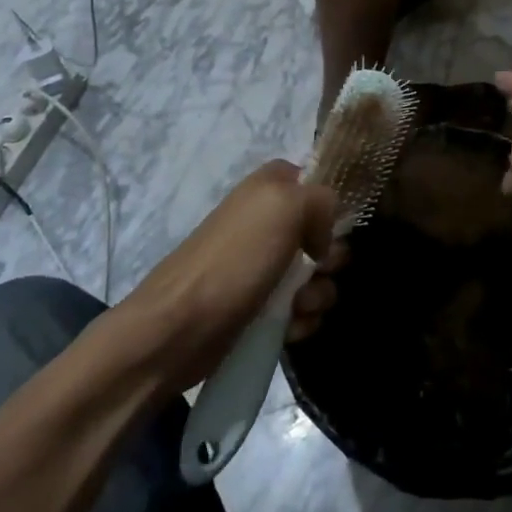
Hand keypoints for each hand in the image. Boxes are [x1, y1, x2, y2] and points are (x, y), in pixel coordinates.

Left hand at [121, 162, 342, 392]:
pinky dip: (301, 319)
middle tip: (318, 271)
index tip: (331, 229)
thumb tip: (324, 233)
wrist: (180, 328)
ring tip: (299, 308)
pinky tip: (290, 329)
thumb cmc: (236, 259)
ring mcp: (263, 265)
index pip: (317, 181)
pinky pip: (300, 309)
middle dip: (329, 259)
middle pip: (324, 234)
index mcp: (270, 187)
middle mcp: (268, 221)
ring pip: (317, 276)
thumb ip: (322, 199)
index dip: (330, 206)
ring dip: (317, 295)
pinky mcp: (260, 305)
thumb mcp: (285, 206)